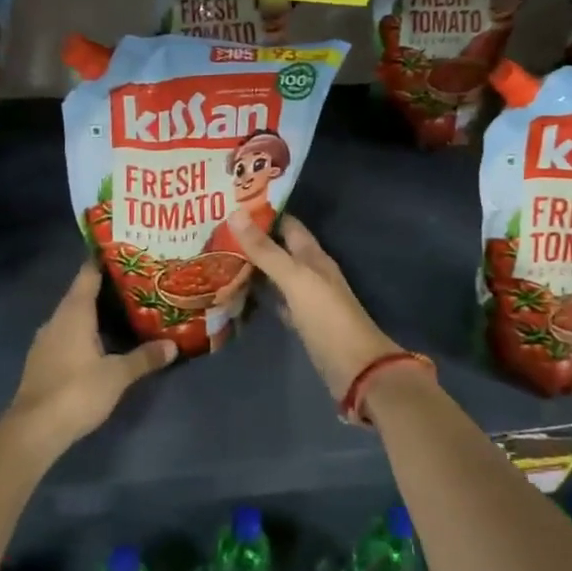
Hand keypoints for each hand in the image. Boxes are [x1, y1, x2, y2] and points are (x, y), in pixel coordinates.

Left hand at [7, 262, 176, 454]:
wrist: (34, 429)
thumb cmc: (77, 391)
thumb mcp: (117, 375)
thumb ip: (144, 357)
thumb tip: (173, 345)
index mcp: (73, 312)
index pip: (88, 273)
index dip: (105, 260)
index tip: (126, 251)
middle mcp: (57, 318)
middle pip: (82, 293)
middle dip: (107, 288)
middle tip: (137, 282)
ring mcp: (46, 340)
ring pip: (74, 316)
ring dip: (95, 312)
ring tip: (125, 310)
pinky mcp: (42, 360)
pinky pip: (67, 334)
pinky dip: (85, 332)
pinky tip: (103, 342)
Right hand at [229, 214, 404, 398]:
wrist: (356, 367)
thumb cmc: (327, 317)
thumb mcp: (294, 278)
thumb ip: (265, 250)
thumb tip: (235, 213)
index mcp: (312, 255)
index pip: (287, 224)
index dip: (263, 212)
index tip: (231, 203)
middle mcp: (309, 272)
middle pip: (279, 248)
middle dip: (252, 239)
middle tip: (215, 230)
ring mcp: (305, 298)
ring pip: (274, 275)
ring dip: (252, 266)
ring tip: (218, 255)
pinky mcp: (300, 322)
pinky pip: (274, 300)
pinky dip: (258, 295)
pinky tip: (237, 293)